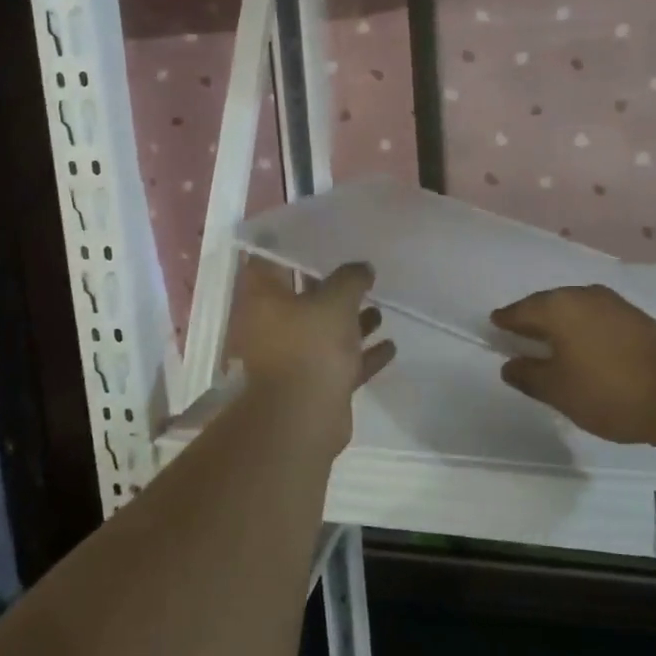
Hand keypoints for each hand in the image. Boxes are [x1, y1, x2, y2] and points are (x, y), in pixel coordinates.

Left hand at [226, 260, 395, 438]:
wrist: (302, 419)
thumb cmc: (310, 347)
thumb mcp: (336, 300)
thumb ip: (351, 278)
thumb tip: (363, 268)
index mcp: (265, 299)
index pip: (272, 261)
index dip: (294, 247)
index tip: (321, 236)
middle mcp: (273, 325)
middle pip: (303, 297)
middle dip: (332, 286)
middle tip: (360, 270)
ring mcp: (293, 357)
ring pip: (325, 331)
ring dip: (351, 321)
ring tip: (380, 308)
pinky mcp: (314, 384)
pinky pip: (341, 362)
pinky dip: (363, 355)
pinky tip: (390, 346)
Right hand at [491, 284, 655, 443]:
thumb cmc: (608, 391)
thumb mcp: (558, 390)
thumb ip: (529, 375)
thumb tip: (510, 364)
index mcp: (558, 307)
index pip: (521, 310)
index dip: (506, 320)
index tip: (495, 325)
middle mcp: (583, 295)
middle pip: (548, 304)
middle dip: (533, 319)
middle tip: (519, 334)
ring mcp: (614, 304)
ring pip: (575, 309)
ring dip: (560, 324)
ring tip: (551, 343)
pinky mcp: (636, 318)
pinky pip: (596, 317)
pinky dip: (583, 329)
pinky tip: (584, 346)